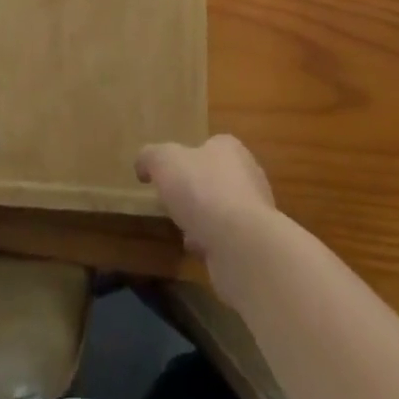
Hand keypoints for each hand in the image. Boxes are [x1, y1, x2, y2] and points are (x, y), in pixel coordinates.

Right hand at [135, 135, 278, 295]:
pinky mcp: (255, 243)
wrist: (241, 244)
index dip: (188, 159)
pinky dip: (213, 244)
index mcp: (229, 148)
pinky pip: (228, 239)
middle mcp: (248, 174)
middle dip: (196, 193)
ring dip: (204, 221)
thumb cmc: (202, 191)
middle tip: (175, 204)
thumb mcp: (164, 162)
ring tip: (184, 232)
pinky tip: (199, 252)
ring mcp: (255, 210)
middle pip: (216, 179)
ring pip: (223, 211)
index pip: (209, 146)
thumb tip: (143, 165)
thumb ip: (150, 157)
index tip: (169, 175)